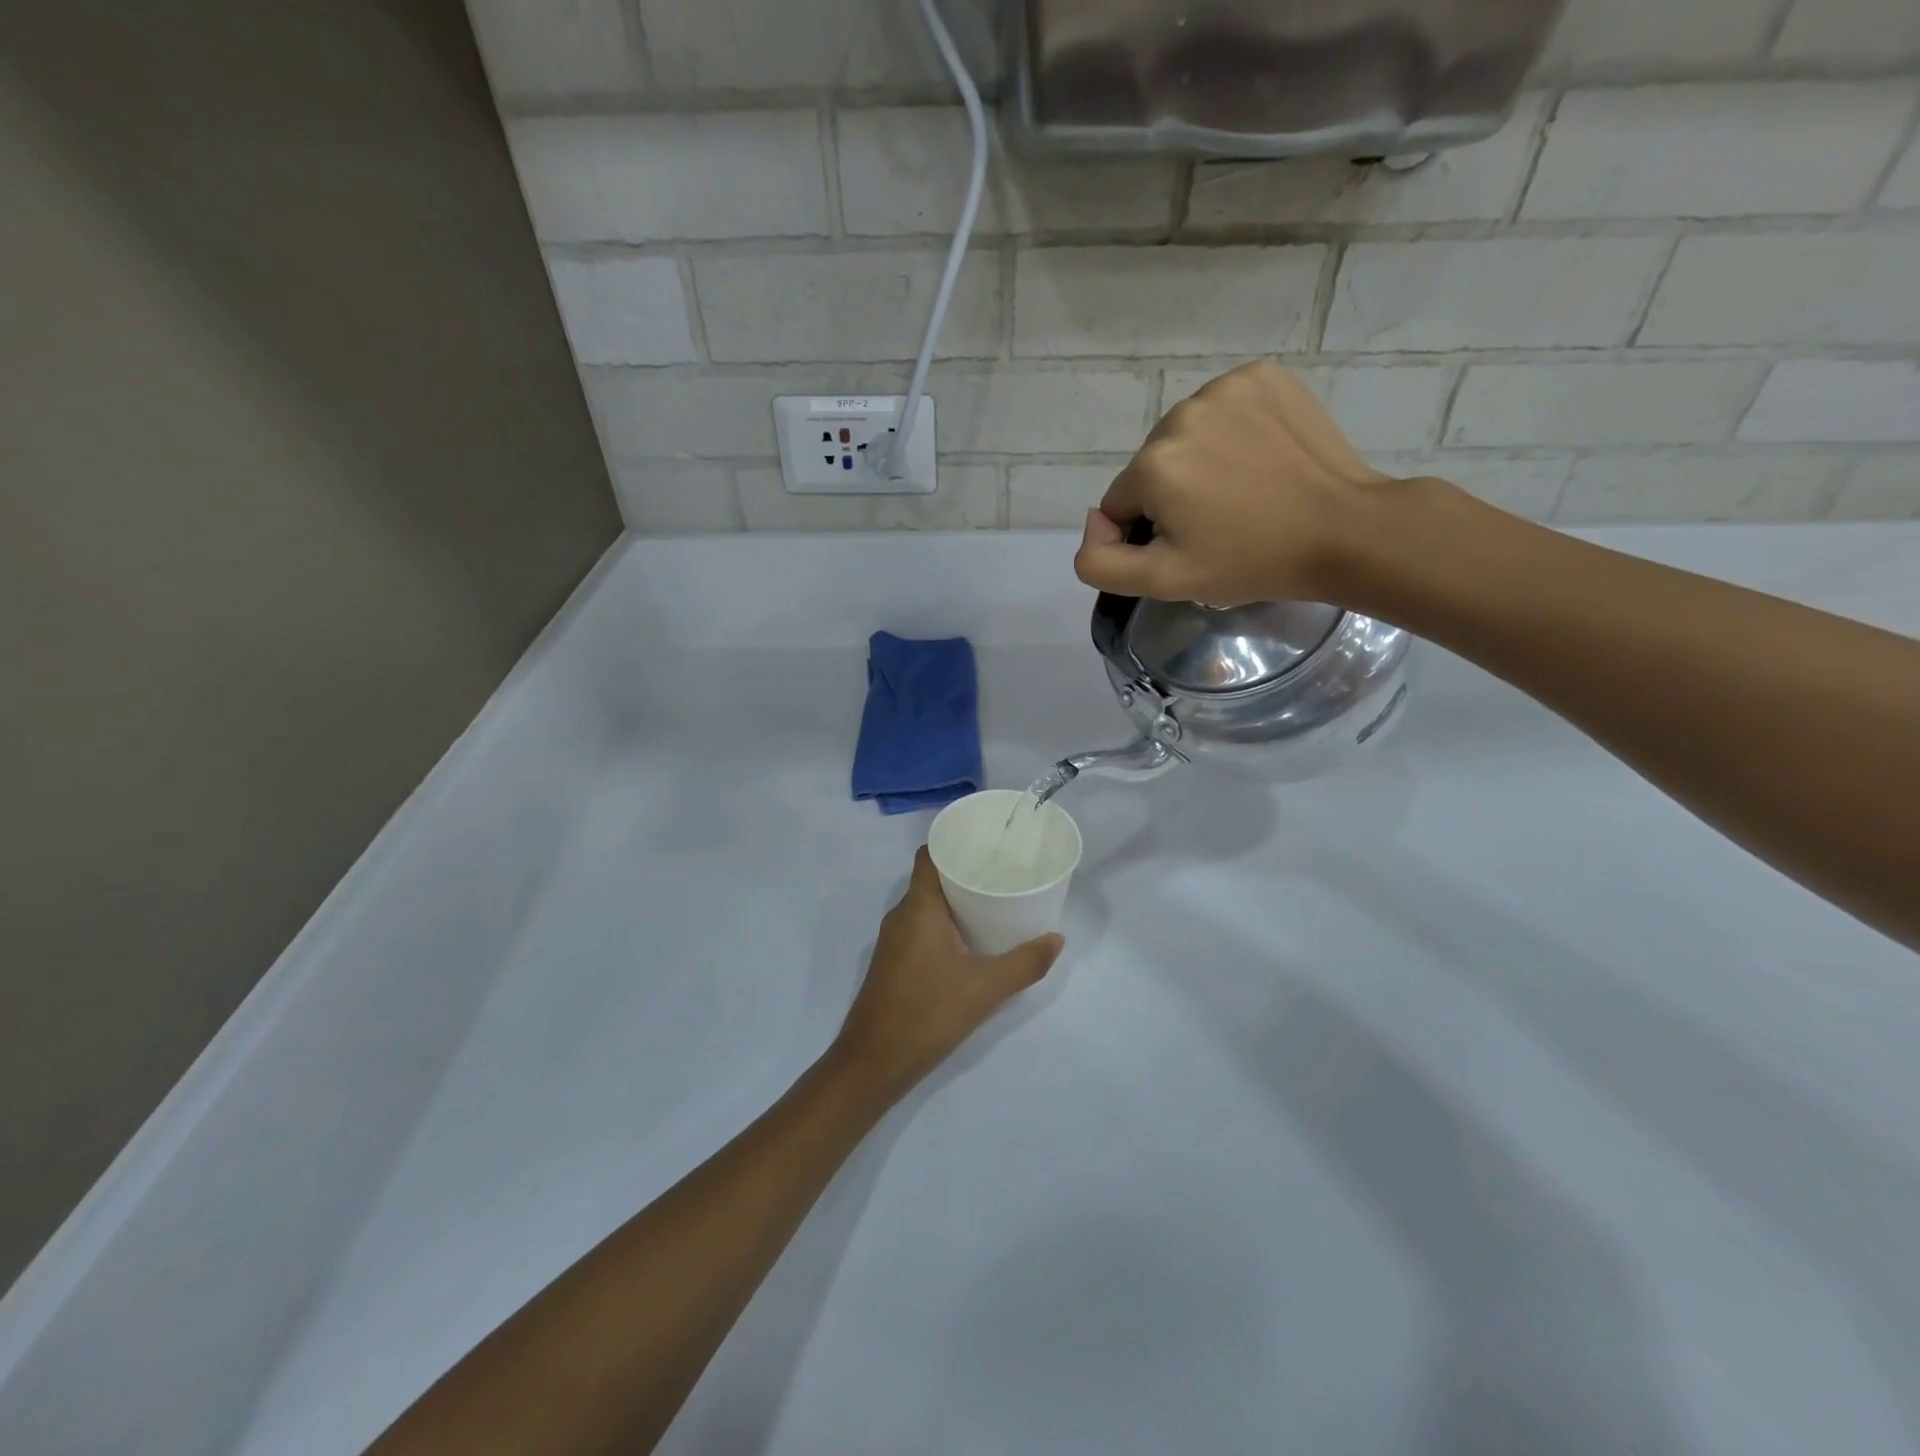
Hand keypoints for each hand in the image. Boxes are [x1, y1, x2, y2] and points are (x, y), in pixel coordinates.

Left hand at [830, 848, 1063, 1100]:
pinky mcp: (894, 961)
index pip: (930, 854)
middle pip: (932, 877)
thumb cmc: (927, 1013)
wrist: (873, 1062)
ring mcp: (894, 939)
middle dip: (964, 870)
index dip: (954, 841)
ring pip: (927, 904)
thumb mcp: (985, 988)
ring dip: (956, 898)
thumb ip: (1025, 963)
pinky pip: (922, 925)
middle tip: (1003, 869)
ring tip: (993, 899)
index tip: (987, 841)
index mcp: (918, 907)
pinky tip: (971, 937)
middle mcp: (902, 915)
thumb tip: (1056, 939)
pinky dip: (945, 921)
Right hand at [1073, 359, 1399, 606]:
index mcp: (1153, 465)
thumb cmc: (1252, 561)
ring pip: (1185, 436)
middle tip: (1221, 520)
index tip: (1192, 543)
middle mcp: (1180, 415)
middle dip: (1173, 494)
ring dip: (1201, 460)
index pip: (1121, 503)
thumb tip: (1094, 523)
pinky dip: (1233, 430)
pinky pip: (1223, 408)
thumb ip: (1100, 561)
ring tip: (1244, 488)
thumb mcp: (1164, 580)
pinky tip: (1260, 456)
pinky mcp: (1262, 375)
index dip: (1148, 531)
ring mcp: (1225, 388)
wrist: (1345, 530)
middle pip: (1152, 466)